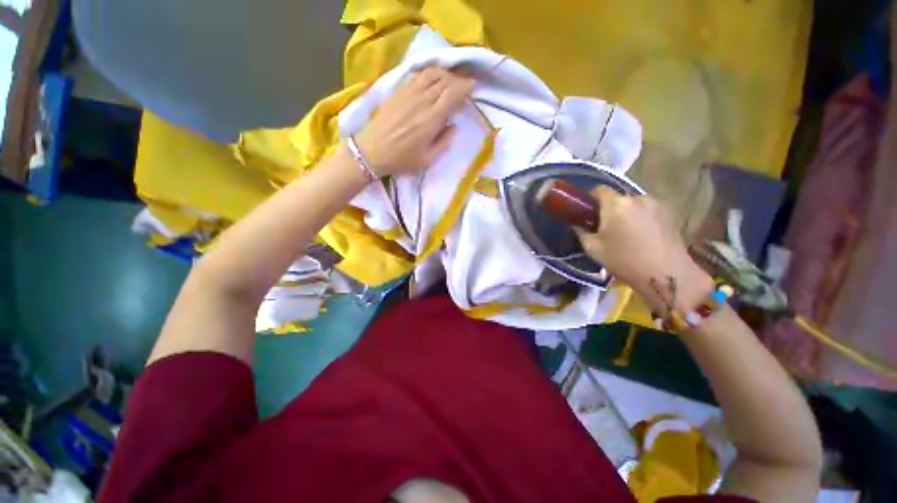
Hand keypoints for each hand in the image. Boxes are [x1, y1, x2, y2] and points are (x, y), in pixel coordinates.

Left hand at [353, 66, 473, 176]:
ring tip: (450, 80)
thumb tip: (454, 126)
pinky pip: (418, 76)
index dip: (464, 87)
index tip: (472, 87)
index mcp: (431, 119)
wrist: (372, 150)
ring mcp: (408, 93)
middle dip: (458, 80)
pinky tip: (432, 79)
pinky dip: (430, 73)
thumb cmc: (402, 159)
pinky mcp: (398, 91)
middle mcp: (422, 101)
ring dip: (444, 74)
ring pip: (431, 74)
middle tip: (464, 84)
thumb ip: (444, 142)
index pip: (452, 94)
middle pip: (444, 81)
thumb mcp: (427, 159)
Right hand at [577, 188, 713, 312]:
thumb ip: (581, 232)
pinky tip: (641, 235)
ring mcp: (656, 204)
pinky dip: (641, 218)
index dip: (590, 198)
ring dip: (626, 213)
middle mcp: (636, 198)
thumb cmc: (624, 260)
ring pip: (633, 204)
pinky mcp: (670, 213)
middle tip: (605, 227)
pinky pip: (648, 210)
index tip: (587, 212)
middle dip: (609, 209)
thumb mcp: (593, 248)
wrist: (666, 274)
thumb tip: (577, 225)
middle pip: (617, 198)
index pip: (599, 189)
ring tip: (625, 233)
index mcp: (615, 204)